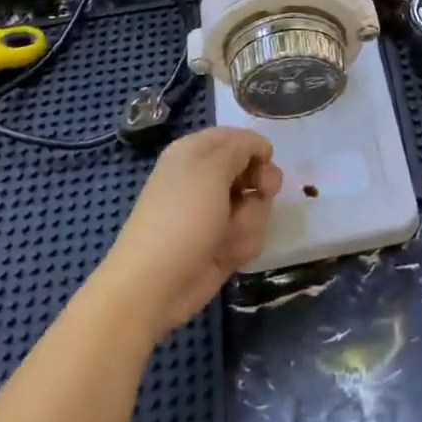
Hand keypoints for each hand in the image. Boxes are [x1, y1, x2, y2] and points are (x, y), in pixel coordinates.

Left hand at [99, 128, 280, 339]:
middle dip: (259, 187)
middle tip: (261, 194)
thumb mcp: (212, 168)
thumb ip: (241, 147)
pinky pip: (251, 234)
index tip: (266, 162)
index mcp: (196, 152)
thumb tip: (259, 147)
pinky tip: (224, 255)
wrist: (155, 284)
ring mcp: (216, 213)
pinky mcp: (223, 242)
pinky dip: (241, 244)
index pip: (238, 137)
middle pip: (254, 171)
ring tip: (226, 236)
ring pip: (257, 206)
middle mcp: (207, 179)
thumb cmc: (182, 216)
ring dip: (248, 221)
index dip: (256, 149)